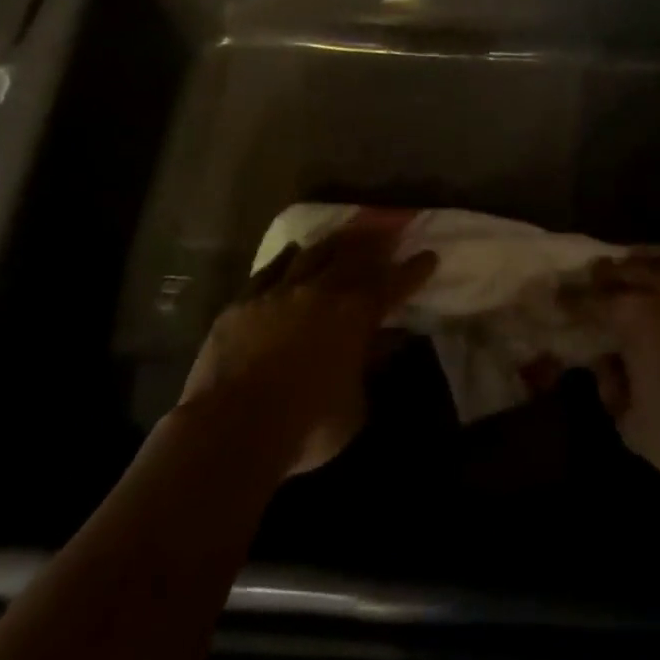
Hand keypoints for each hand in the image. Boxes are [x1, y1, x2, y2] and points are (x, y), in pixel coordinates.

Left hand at [179, 210, 435, 475]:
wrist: (230, 430)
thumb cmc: (305, 427)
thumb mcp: (353, 407)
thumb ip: (367, 369)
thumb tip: (381, 345)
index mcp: (356, 314)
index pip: (395, 284)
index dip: (414, 270)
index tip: (429, 255)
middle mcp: (322, 292)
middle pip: (355, 255)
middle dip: (376, 241)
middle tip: (389, 230)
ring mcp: (280, 292)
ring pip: (314, 253)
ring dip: (335, 242)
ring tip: (347, 233)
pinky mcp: (243, 302)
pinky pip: (270, 270)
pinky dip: (288, 258)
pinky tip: (293, 251)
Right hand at [588, 256, 659, 489]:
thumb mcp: (634, 426)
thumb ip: (613, 391)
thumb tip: (608, 366)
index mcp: (634, 315)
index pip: (591, 300)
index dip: (571, 298)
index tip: (557, 294)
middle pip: (630, 269)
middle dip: (608, 271)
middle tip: (595, 272)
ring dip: (647, 264)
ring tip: (637, 264)